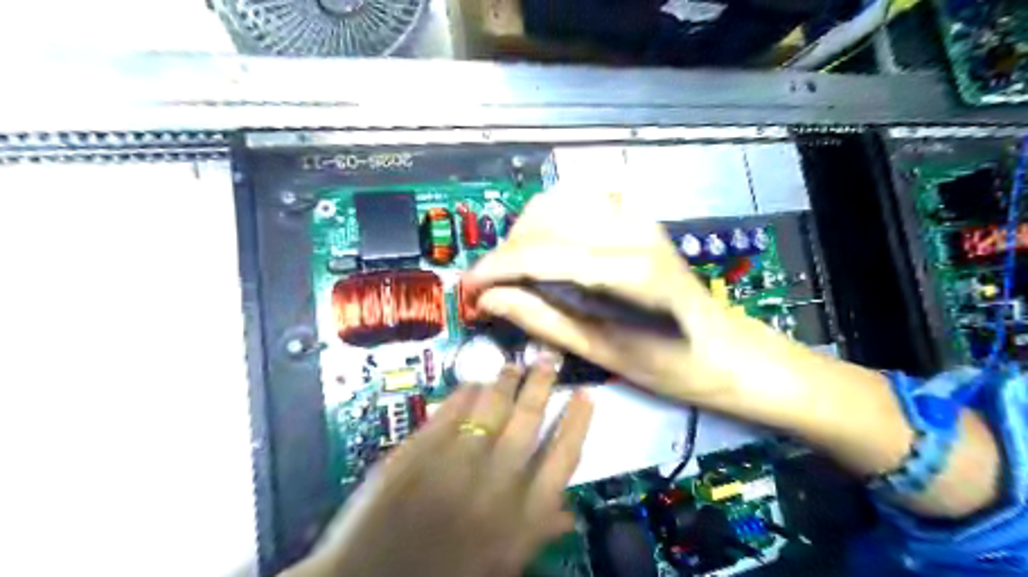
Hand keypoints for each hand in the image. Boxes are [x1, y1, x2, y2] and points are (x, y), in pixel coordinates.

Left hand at [283, 364, 598, 576]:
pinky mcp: (418, 450)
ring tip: (514, 364)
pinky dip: (464, 392)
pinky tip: (473, 382)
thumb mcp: (502, 565)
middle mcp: (494, 482)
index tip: (585, 394)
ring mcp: (454, 461)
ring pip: (491, 407)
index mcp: (521, 516)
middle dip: (542, 384)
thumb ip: (537, 534)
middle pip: (528, 419)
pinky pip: (449, 410)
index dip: (578, 422)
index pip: (563, 458)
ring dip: (505, 380)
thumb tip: (570, 513)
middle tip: (549, 358)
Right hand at [466, 192, 738, 399]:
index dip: (495, 268)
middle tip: (495, 287)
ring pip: (556, 203)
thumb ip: (542, 319)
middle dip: (507, 251)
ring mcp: (636, 218)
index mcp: (624, 271)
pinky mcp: (638, 218)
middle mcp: (629, 231)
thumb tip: (490, 298)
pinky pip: (578, 204)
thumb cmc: (670, 365)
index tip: (469, 288)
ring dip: (526, 234)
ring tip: (518, 271)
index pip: (540, 254)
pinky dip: (550, 224)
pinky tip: (548, 252)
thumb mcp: (600, 352)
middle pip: (542, 219)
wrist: (725, 350)